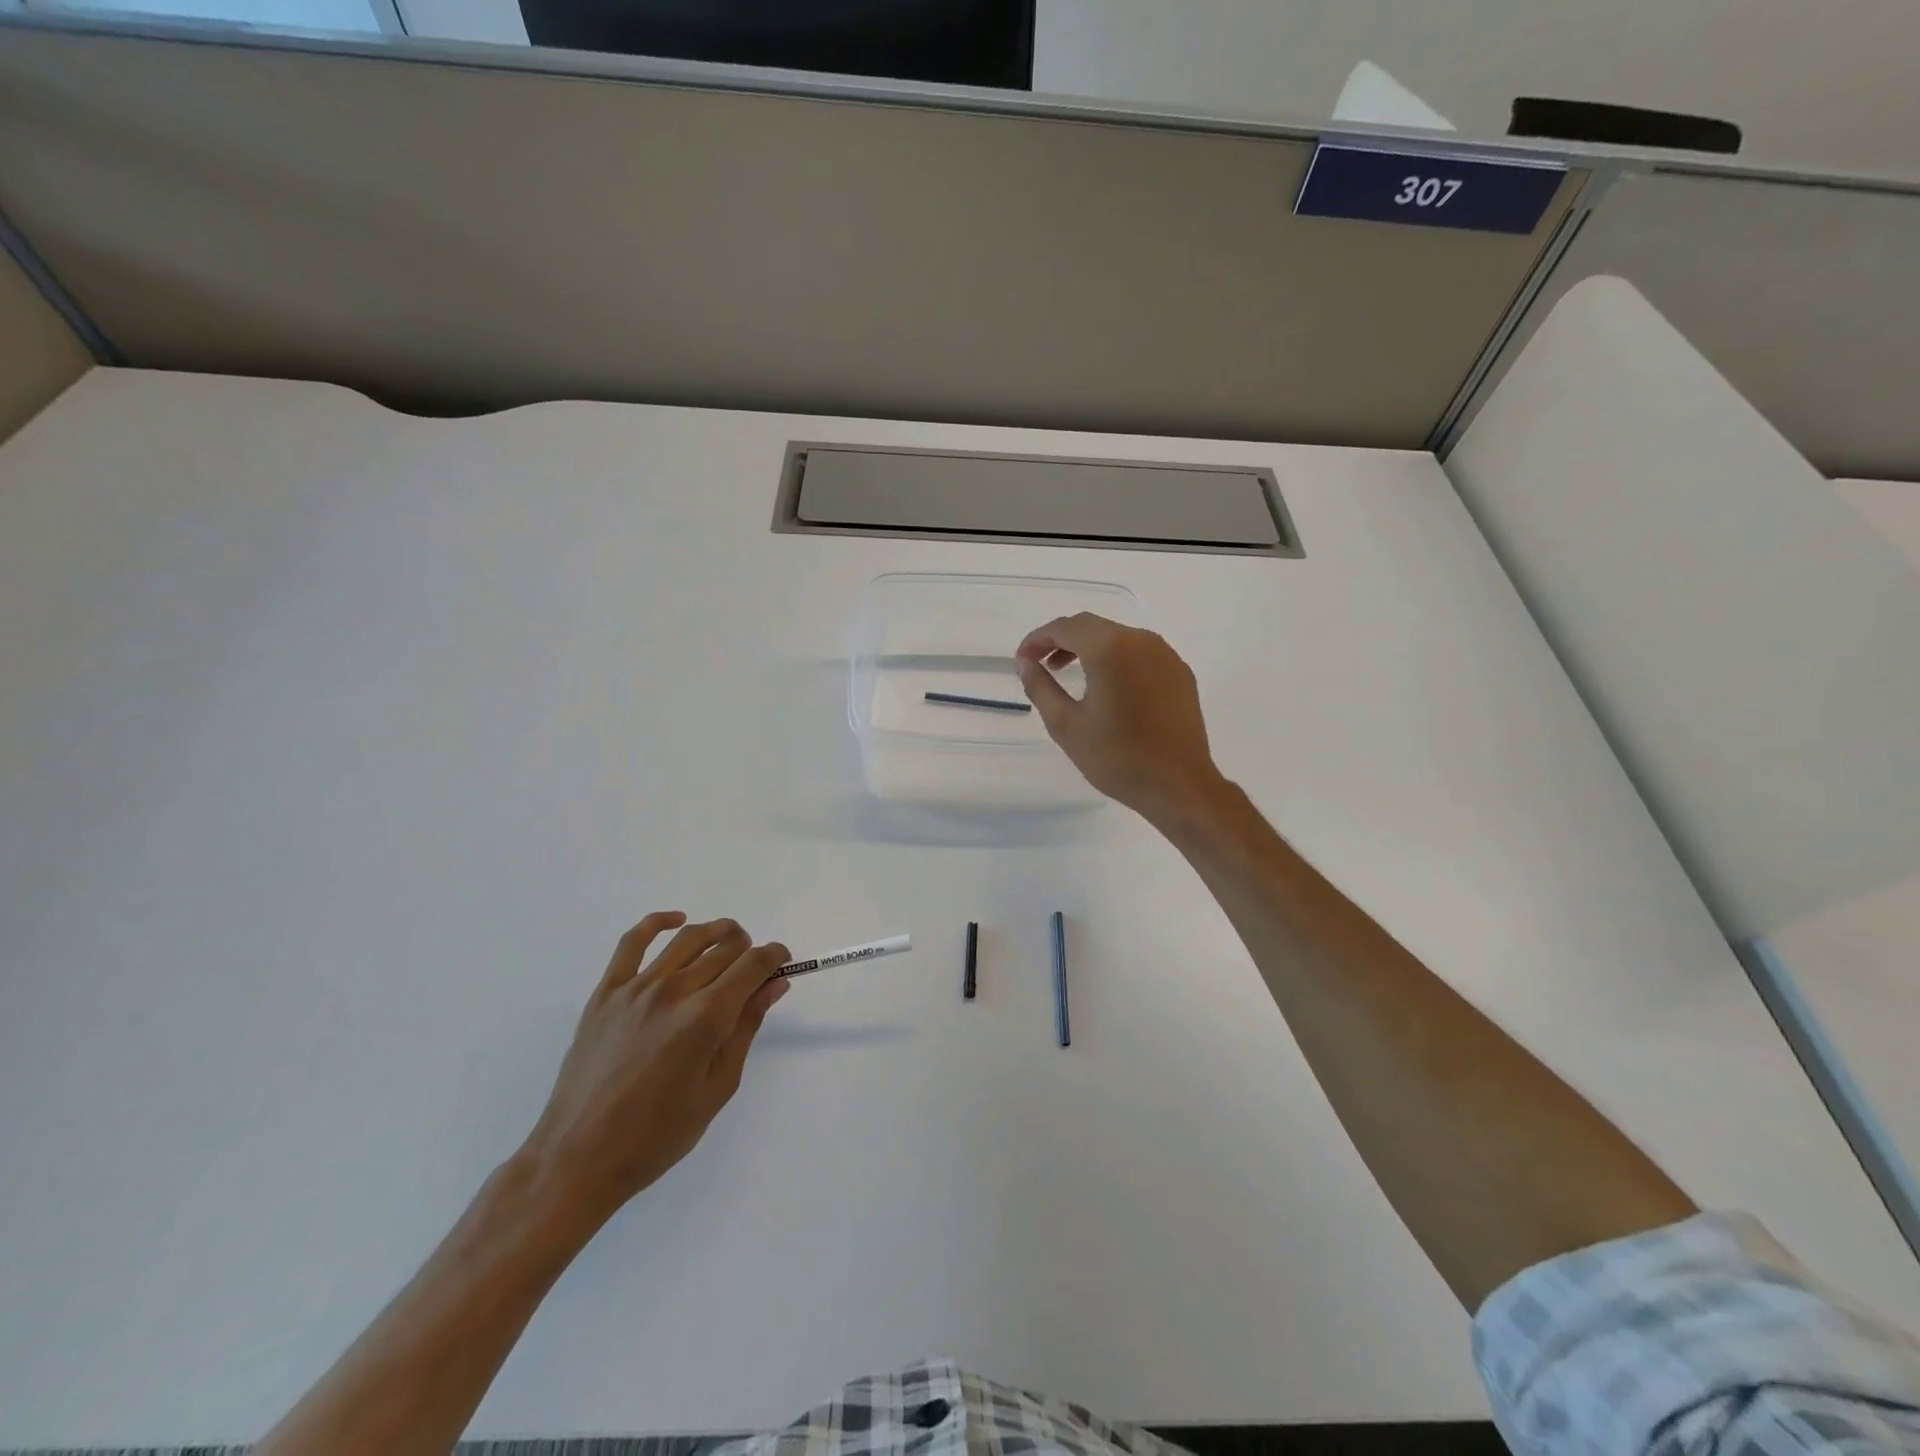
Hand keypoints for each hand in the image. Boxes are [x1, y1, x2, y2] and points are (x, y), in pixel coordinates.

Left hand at [519, 913, 789, 1228]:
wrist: (579, 1158)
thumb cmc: (658, 1135)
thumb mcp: (718, 1087)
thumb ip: (746, 1028)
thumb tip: (774, 985)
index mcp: (706, 1017)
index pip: (753, 964)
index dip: (775, 957)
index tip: (782, 963)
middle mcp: (674, 991)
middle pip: (725, 948)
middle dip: (749, 950)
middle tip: (754, 969)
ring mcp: (636, 988)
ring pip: (688, 938)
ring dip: (717, 932)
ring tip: (730, 940)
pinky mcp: (606, 992)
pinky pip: (632, 941)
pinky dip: (658, 921)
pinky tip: (677, 920)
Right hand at [1015, 613, 1227, 824]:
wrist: (1179, 786)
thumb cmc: (1117, 758)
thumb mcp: (1066, 725)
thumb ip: (1041, 687)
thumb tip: (1026, 663)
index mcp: (1110, 648)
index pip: (1066, 627)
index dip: (1038, 639)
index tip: (1022, 659)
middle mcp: (1141, 640)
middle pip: (1093, 627)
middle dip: (1062, 641)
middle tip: (1041, 665)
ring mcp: (1166, 655)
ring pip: (1118, 638)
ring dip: (1090, 649)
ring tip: (1070, 675)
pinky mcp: (1180, 673)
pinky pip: (1140, 654)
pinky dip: (1116, 660)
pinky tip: (1108, 688)